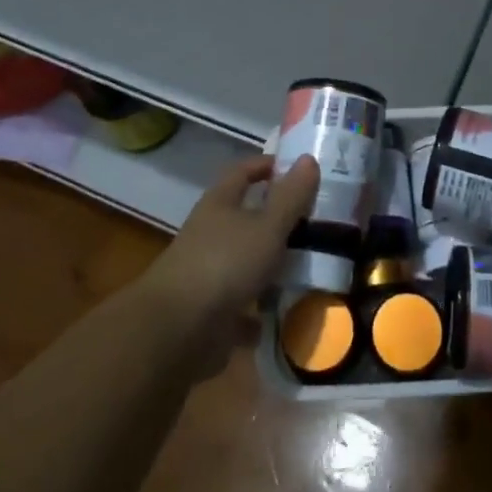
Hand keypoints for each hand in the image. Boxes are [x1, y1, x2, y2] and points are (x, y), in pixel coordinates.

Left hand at [137, 153, 318, 371]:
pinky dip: (260, 309)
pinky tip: (284, 312)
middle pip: (244, 217)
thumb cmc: (224, 264)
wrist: (176, 332)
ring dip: (269, 264)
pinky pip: (241, 305)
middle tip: (314, 219)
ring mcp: (207, 273)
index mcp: (219, 204)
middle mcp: (210, 233)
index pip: (242, 171)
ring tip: (308, 266)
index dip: (266, 165)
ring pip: (244, 261)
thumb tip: (308, 158)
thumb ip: (290, 196)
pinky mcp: (209, 312)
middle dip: (275, 218)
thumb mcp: (267, 226)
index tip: (297, 169)